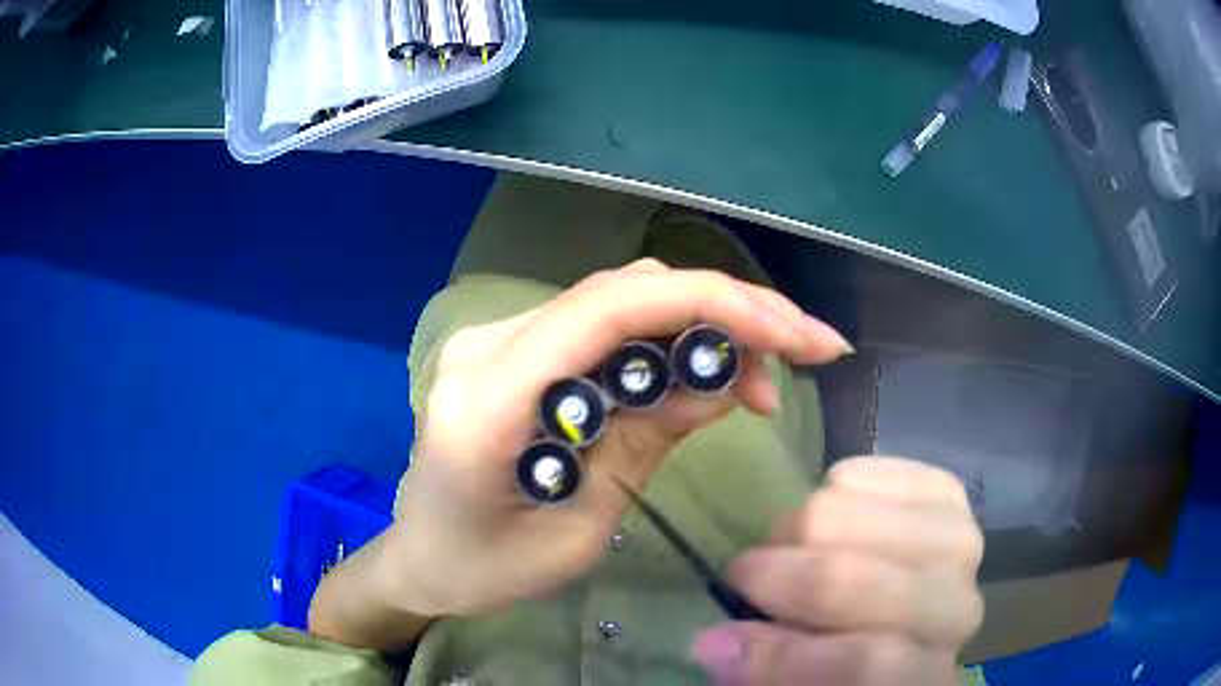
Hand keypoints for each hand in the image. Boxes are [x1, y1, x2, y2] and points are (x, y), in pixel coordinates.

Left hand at [380, 260, 852, 616]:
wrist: (421, 558)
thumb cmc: (485, 570)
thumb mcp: (580, 530)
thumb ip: (648, 445)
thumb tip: (728, 383)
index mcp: (489, 398)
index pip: (611, 309)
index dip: (715, 305)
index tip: (794, 337)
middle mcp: (489, 343)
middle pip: (624, 291)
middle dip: (728, 310)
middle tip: (803, 349)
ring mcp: (498, 338)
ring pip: (621, 298)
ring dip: (704, 323)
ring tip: (763, 377)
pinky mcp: (516, 348)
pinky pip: (603, 323)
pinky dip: (667, 339)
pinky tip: (707, 373)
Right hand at [692, 457, 984, 684]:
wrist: (899, 617)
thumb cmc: (843, 663)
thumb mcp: (801, 683)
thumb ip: (771, 670)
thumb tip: (720, 642)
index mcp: (925, 678)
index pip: (872, 663)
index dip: (789, 657)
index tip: (718, 644)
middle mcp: (956, 613)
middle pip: (862, 581)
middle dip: (782, 578)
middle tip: (743, 576)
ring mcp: (958, 545)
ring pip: (858, 517)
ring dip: (802, 530)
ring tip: (786, 547)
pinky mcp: (949, 495)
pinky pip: (880, 471)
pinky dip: (839, 486)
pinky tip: (832, 508)